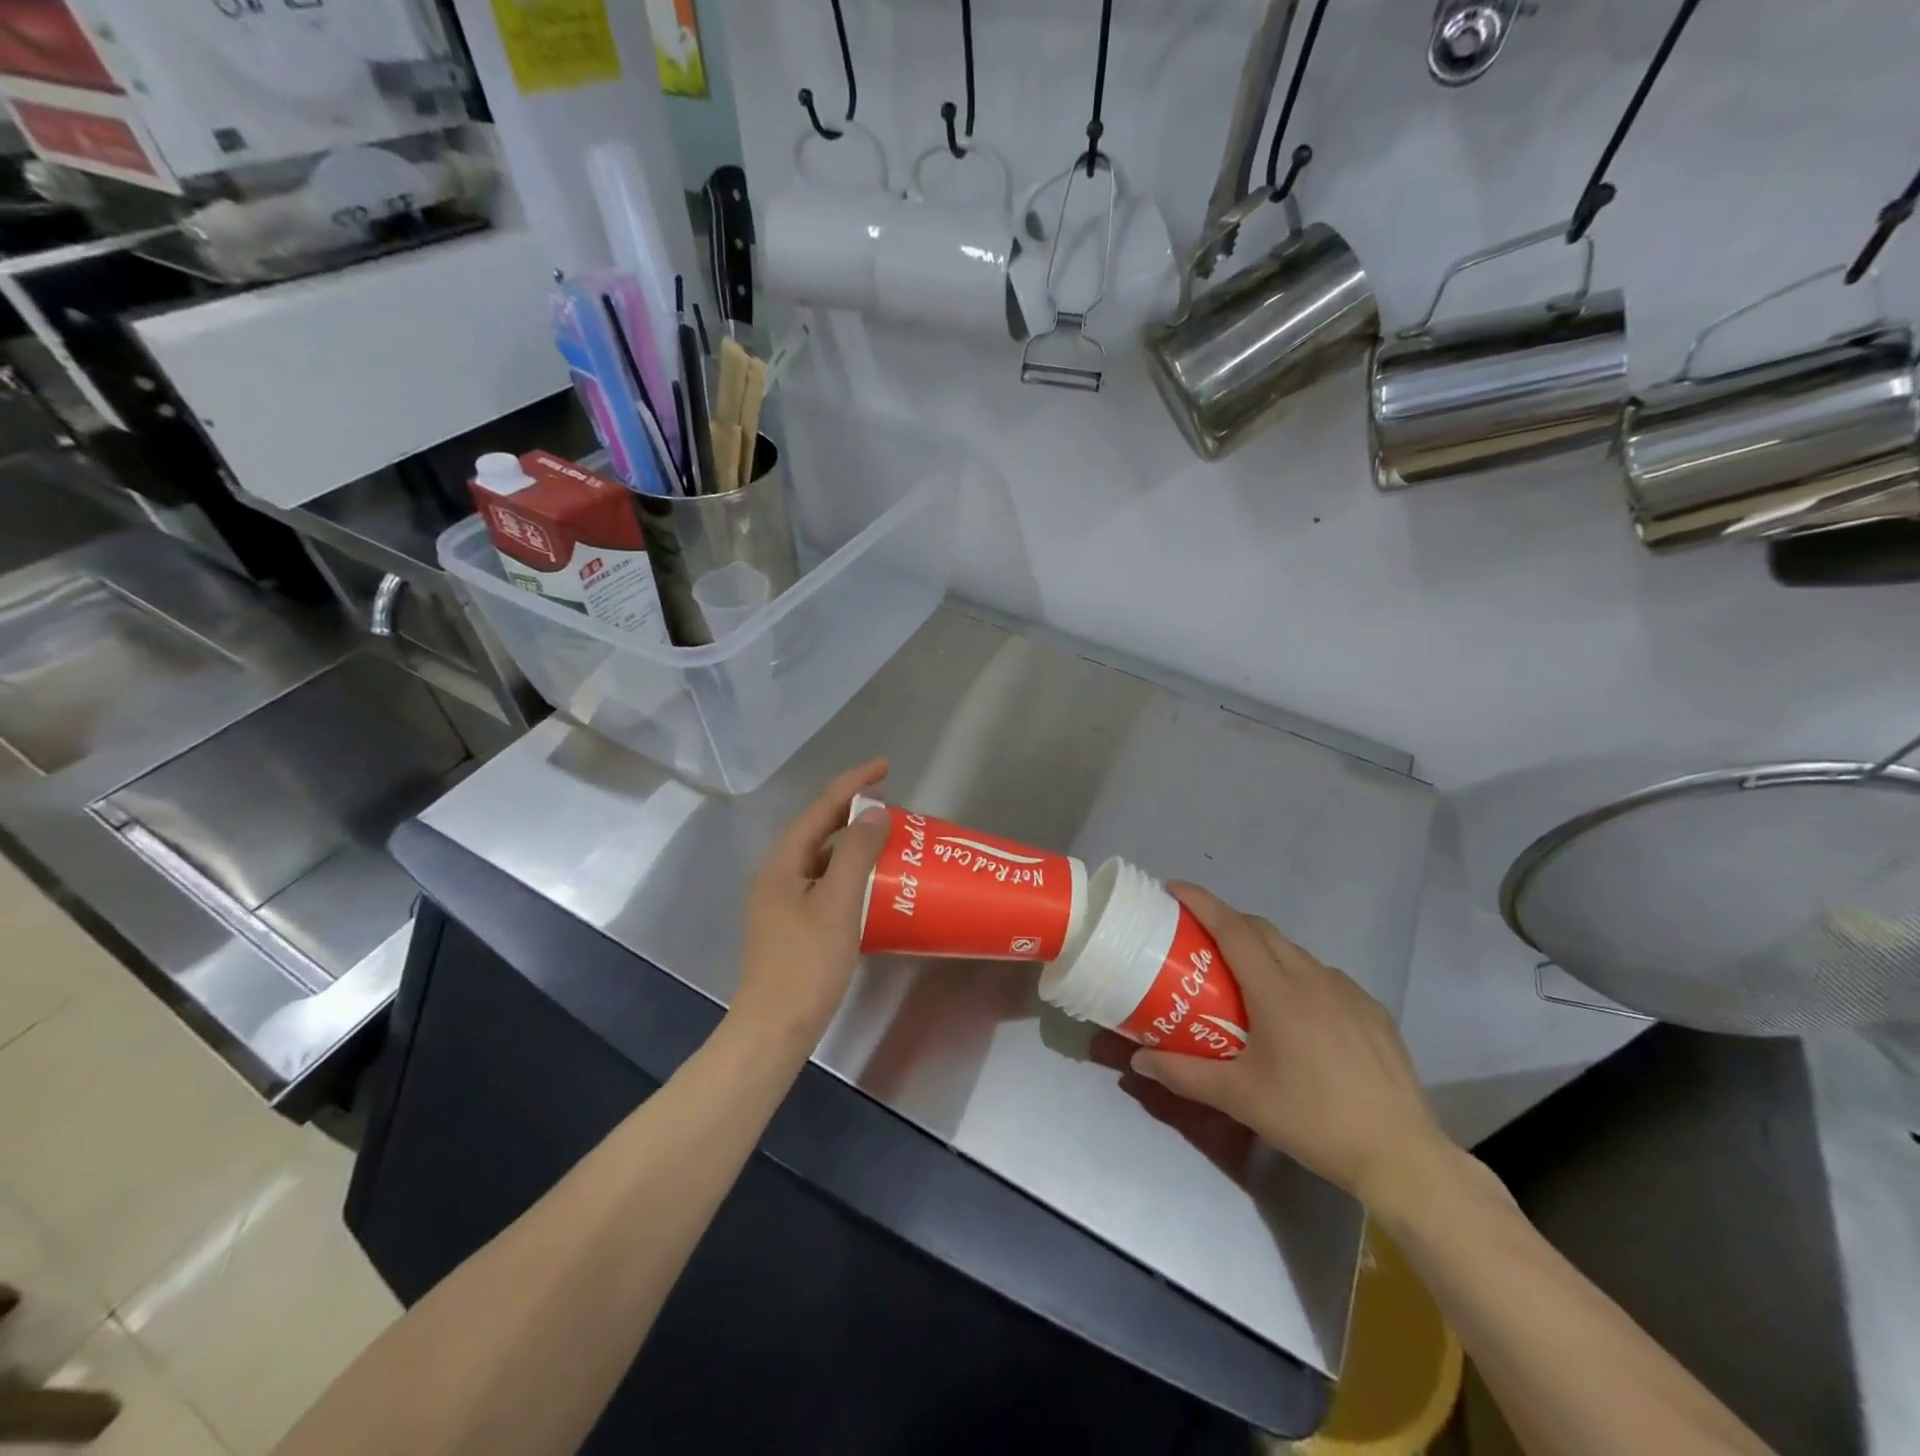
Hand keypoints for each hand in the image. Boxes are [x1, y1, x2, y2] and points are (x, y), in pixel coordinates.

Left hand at [731, 760, 891, 1052]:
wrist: (774, 1029)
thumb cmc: (806, 965)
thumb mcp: (837, 905)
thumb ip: (856, 855)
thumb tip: (874, 812)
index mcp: (782, 864)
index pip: (820, 809)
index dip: (853, 783)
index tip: (885, 766)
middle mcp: (777, 875)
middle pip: (818, 830)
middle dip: (852, 810)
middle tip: (890, 800)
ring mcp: (782, 901)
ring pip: (821, 857)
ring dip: (852, 842)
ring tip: (886, 836)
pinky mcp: (792, 924)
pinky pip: (824, 882)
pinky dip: (848, 872)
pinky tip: (871, 882)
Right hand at [1128, 883, 1451, 1217]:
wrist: (1401, 1156)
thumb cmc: (1312, 1120)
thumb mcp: (1240, 1098)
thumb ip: (1184, 1074)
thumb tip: (1137, 1061)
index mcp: (1278, 992)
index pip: (1233, 928)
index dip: (1202, 902)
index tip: (1174, 888)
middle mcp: (1313, 978)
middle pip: (1262, 930)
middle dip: (1228, 921)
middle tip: (1200, 938)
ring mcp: (1349, 991)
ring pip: (1295, 953)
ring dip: (1264, 951)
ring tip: (1246, 981)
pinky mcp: (1373, 1010)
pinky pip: (1325, 977)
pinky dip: (1299, 977)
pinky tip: (1298, 1016)